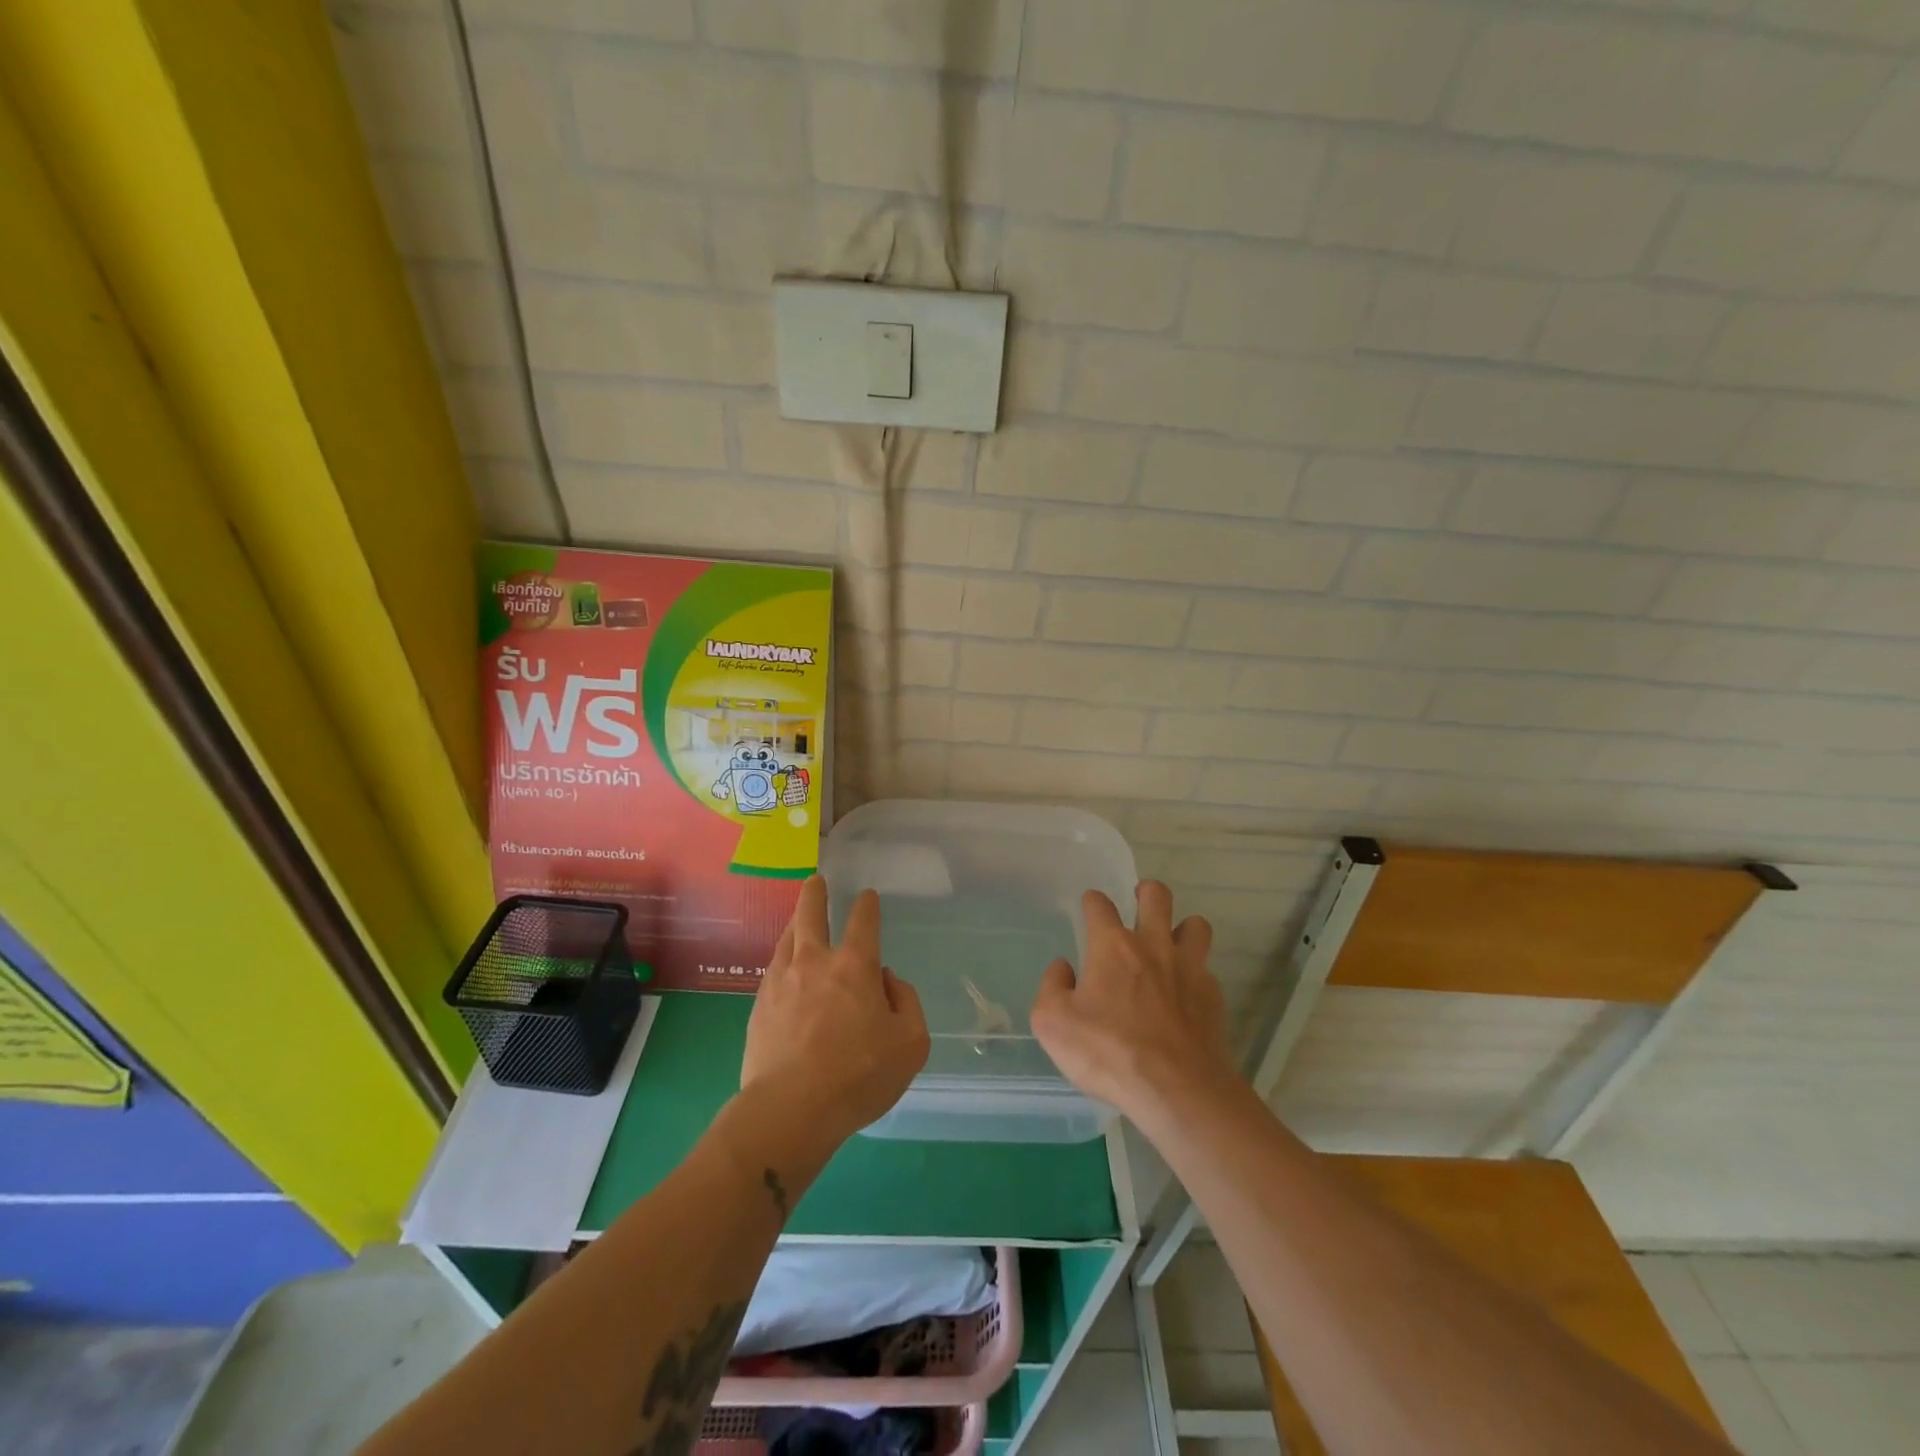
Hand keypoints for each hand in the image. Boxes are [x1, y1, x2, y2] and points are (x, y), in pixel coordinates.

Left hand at [742, 876, 929, 1147]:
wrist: (790, 1110)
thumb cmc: (859, 1076)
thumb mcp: (911, 1043)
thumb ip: (906, 1002)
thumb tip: (887, 981)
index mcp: (855, 967)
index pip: (863, 922)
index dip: (867, 906)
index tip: (868, 896)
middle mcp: (815, 963)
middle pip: (810, 915)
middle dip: (815, 894)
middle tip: (815, 881)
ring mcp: (781, 982)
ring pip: (787, 939)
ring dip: (795, 922)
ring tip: (797, 918)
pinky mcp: (759, 1007)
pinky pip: (773, 969)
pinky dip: (782, 959)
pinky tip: (783, 967)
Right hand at [1031, 881, 1234, 1125]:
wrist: (1177, 1090)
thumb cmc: (1108, 1053)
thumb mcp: (1053, 1023)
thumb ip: (1051, 987)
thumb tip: (1063, 967)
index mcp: (1112, 946)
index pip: (1100, 904)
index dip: (1092, 902)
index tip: (1089, 909)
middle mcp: (1153, 945)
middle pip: (1157, 896)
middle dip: (1146, 893)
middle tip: (1139, 905)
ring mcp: (1189, 968)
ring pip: (1195, 924)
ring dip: (1182, 927)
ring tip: (1170, 944)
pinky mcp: (1213, 996)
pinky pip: (1206, 969)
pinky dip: (1195, 973)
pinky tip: (1185, 994)